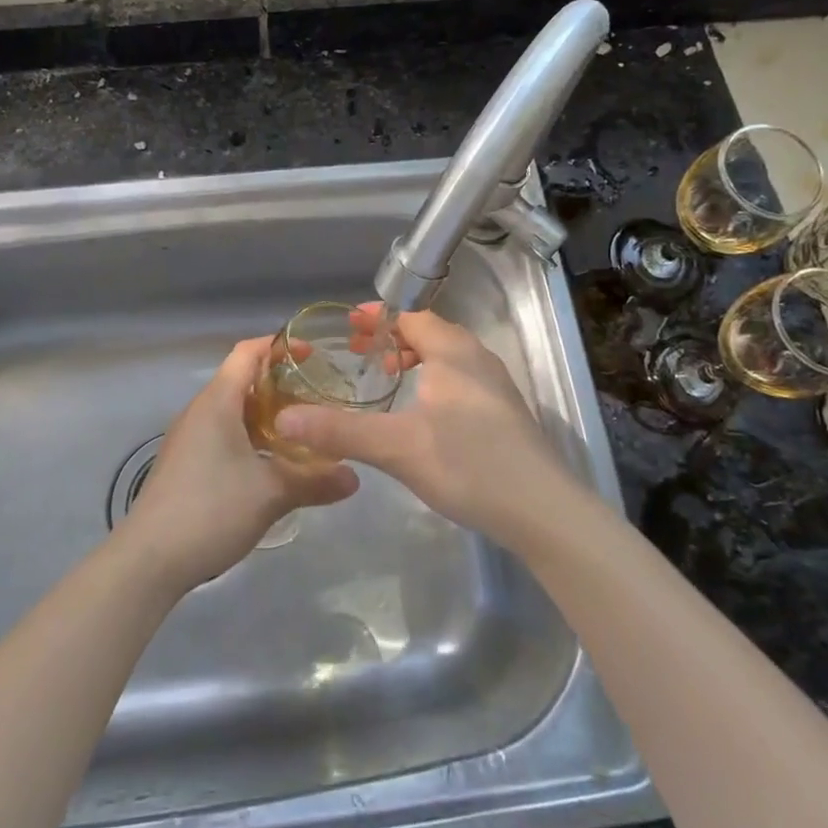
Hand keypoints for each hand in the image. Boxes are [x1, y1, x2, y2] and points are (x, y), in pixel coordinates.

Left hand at [121, 337, 359, 592]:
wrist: (149, 559)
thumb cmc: (211, 510)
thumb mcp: (271, 494)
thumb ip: (315, 481)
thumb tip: (355, 477)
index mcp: (217, 402)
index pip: (247, 353)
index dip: (279, 346)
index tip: (313, 354)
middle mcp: (200, 411)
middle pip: (241, 380)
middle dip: (280, 384)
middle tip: (319, 396)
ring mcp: (189, 438)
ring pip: (233, 410)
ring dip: (266, 414)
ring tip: (303, 429)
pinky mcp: (186, 463)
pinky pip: (223, 433)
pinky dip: (250, 436)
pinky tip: (273, 462)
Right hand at [273, 307, 578, 554]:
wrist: (544, 511)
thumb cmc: (469, 465)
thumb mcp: (396, 447)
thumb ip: (340, 431)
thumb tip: (283, 419)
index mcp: (453, 352)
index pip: (411, 316)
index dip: (378, 317)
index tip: (348, 326)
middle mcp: (478, 359)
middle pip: (430, 333)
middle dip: (393, 339)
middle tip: (360, 355)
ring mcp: (496, 387)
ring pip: (448, 358)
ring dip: (416, 360)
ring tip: (388, 382)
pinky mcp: (505, 414)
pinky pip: (461, 380)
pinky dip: (435, 381)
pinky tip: (423, 417)